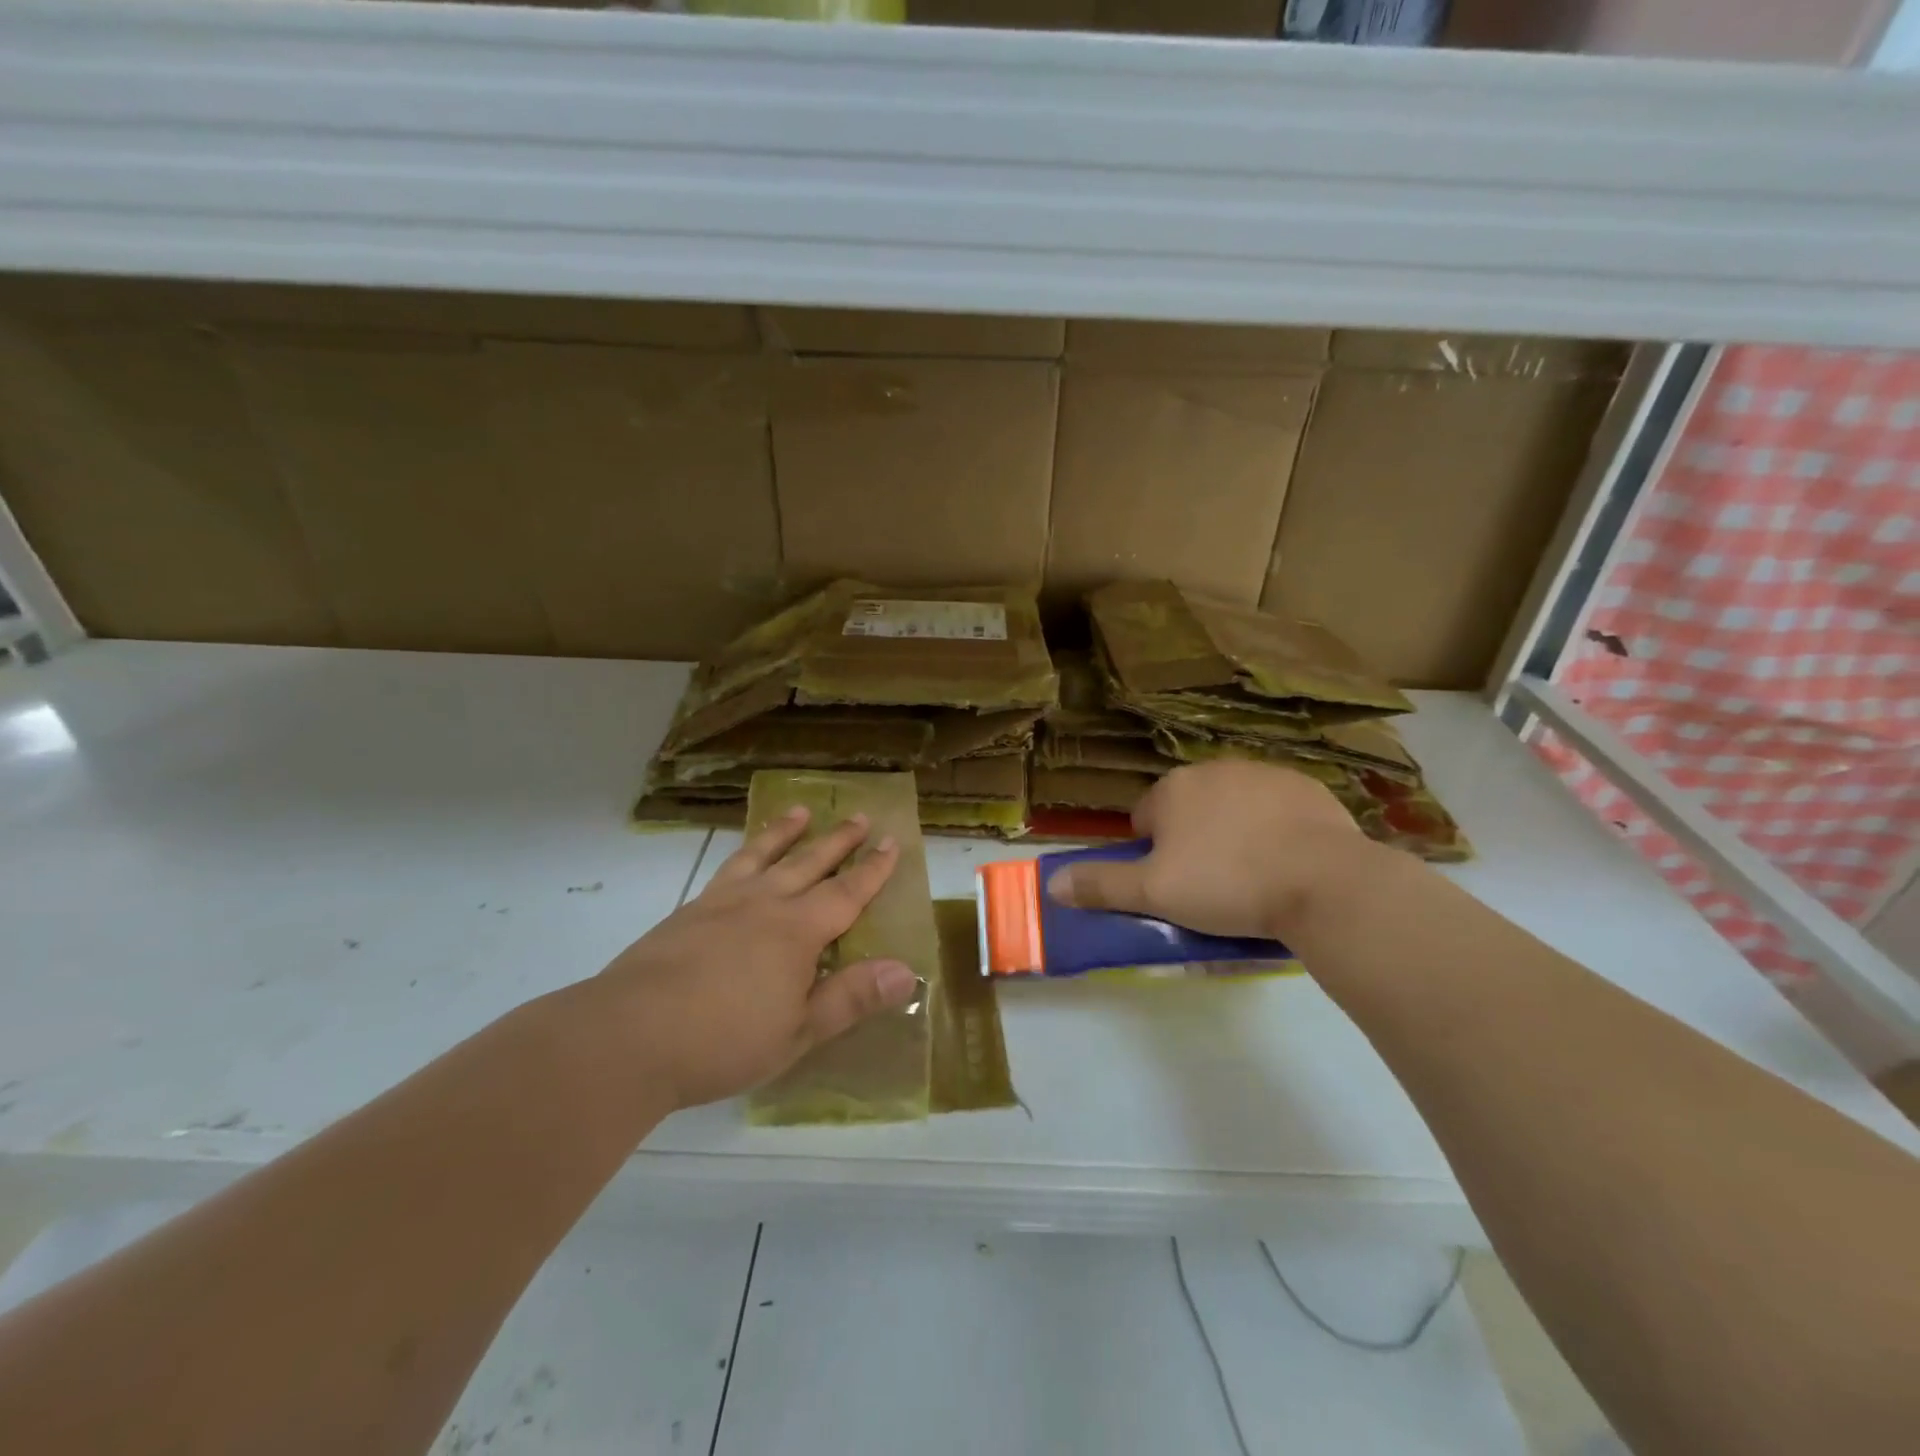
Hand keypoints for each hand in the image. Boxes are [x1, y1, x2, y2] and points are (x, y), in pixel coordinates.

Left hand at [597, 808, 919, 1110]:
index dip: (873, 869)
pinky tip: (741, 860)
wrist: (628, 1035)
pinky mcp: (688, 912)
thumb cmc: (723, 1040)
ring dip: (785, 832)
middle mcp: (763, 904)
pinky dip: (744, 853)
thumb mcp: (798, 1030)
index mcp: (797, 931)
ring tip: (799, 811)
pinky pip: (727, 868)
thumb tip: (907, 971)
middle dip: (838, 841)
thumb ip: (851, 997)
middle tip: (858, 815)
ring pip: (763, 855)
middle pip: (809, 863)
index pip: (847, 892)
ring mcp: (721, 902)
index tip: (892, 842)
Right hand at [1046, 761, 1375, 940]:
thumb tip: (1051, 884)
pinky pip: (1277, 808)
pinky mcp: (1307, 787)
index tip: (1174, 885)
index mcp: (1173, 789)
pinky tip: (1289, 862)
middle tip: (1211, 885)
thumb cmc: (1226, 885)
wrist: (1324, 882)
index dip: (1153, 855)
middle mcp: (1214, 769)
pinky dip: (1276, 829)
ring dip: (1233, 832)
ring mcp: (1264, 773)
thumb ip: (1101, 885)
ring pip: (1233, 806)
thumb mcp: (1153, 894)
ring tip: (1253, 876)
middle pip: (1189, 809)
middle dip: (1193, 840)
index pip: (1145, 819)